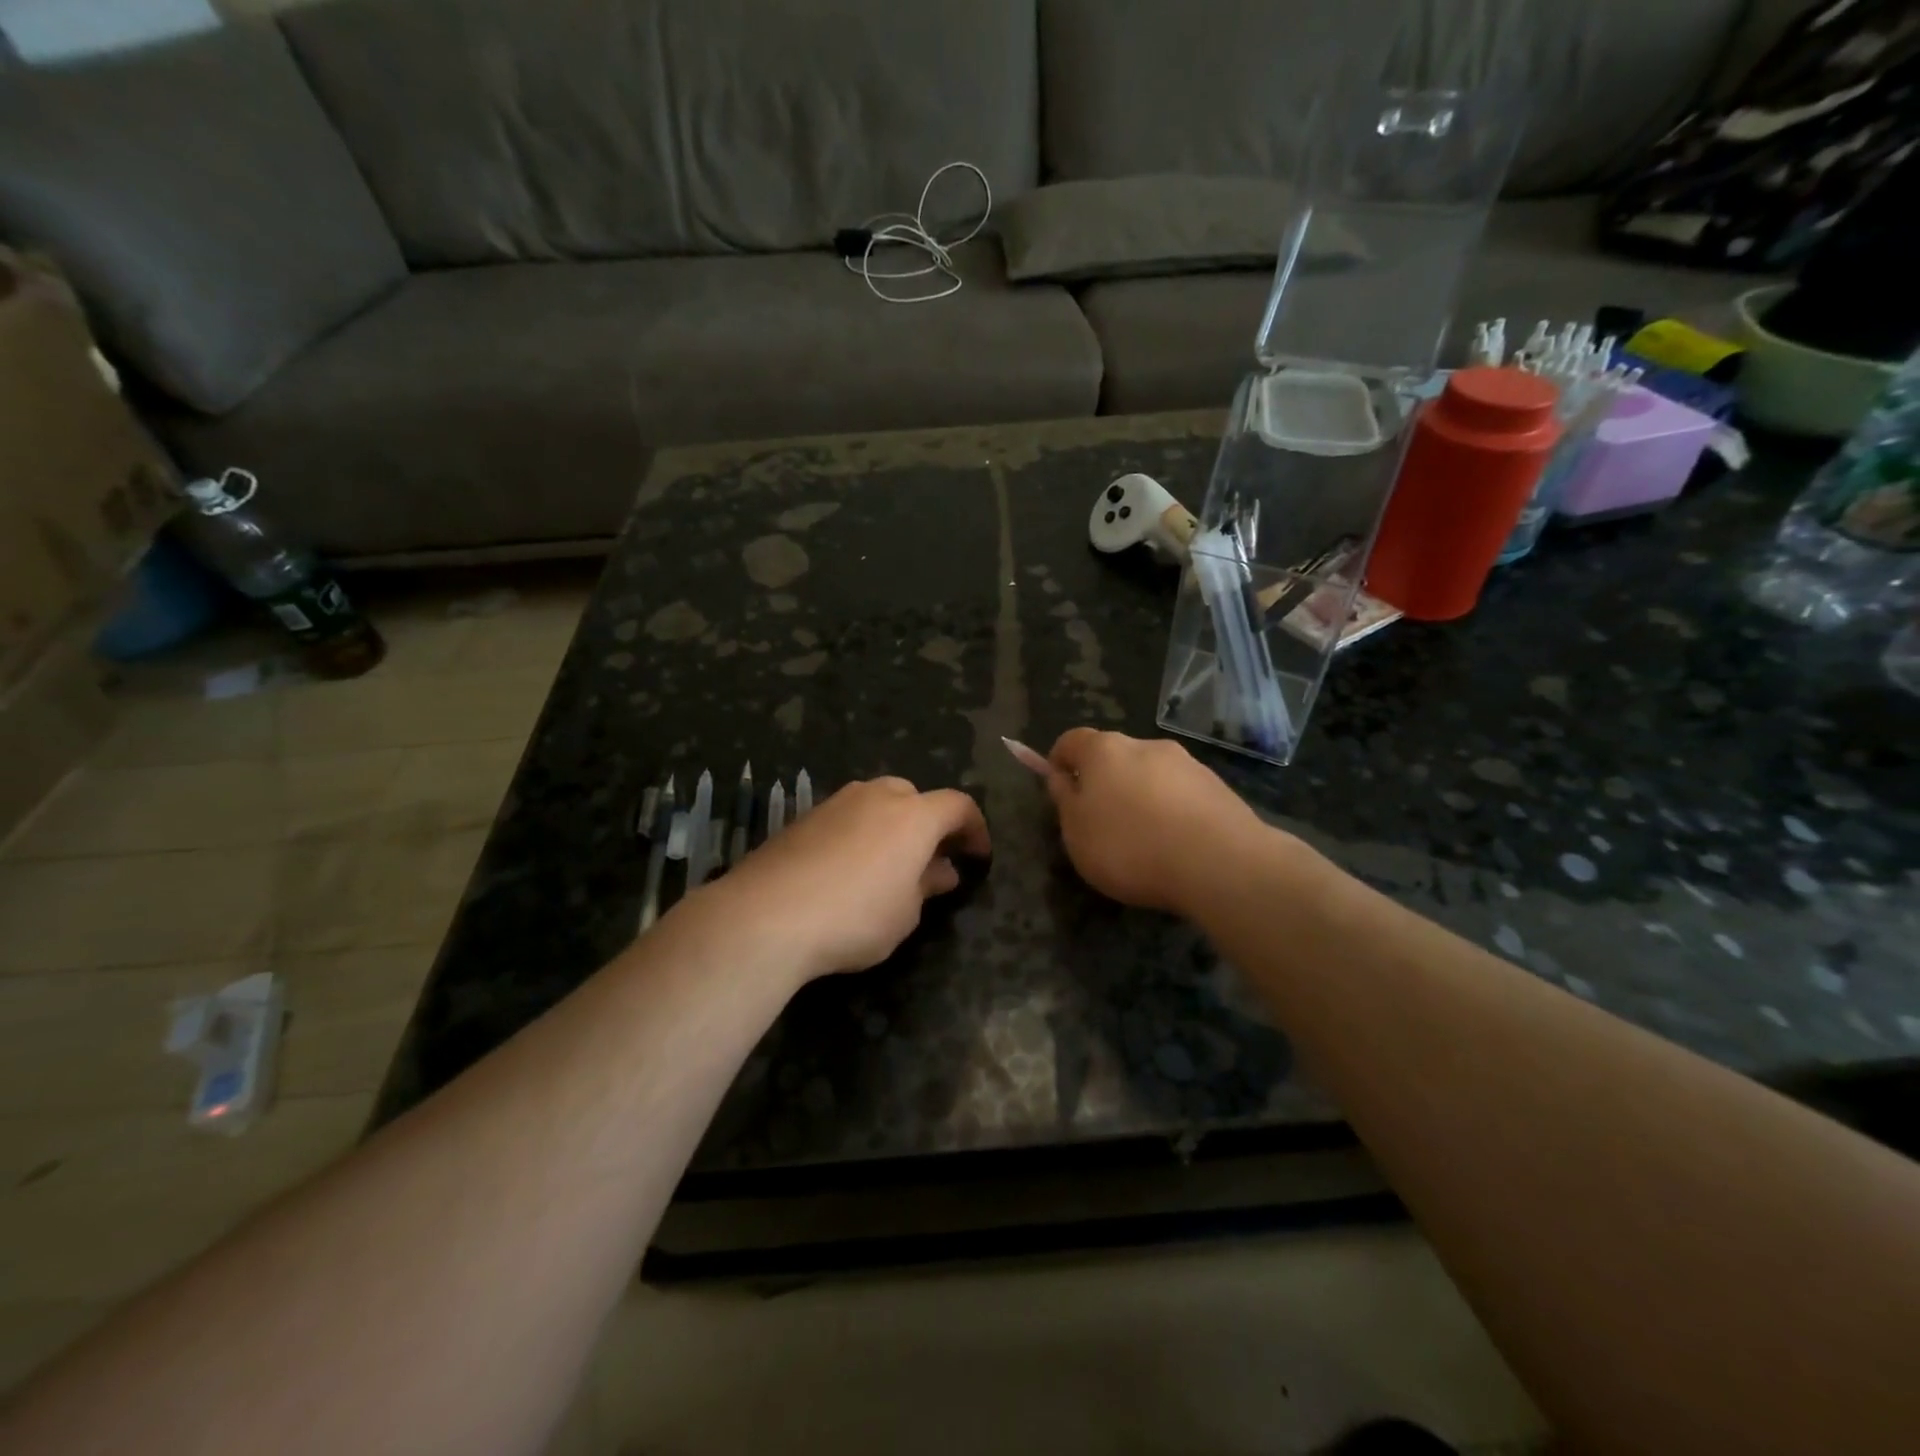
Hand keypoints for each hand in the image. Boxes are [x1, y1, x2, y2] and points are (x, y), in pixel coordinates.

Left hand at [698, 777, 990, 982]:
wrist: (767, 915)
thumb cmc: (855, 916)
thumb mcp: (905, 913)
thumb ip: (927, 886)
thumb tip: (942, 871)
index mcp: (914, 815)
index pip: (958, 806)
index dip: (975, 829)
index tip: (978, 856)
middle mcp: (876, 796)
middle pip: (914, 797)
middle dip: (928, 824)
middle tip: (930, 860)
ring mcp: (836, 802)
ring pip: (876, 803)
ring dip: (891, 827)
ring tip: (888, 866)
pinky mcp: (803, 818)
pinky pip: (845, 817)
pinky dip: (858, 834)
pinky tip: (847, 869)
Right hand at [1047, 729, 1267, 914]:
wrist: (1219, 863)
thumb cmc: (1129, 846)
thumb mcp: (1076, 832)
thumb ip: (1064, 800)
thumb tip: (1061, 776)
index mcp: (1104, 750)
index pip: (1071, 740)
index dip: (1059, 761)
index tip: (1059, 789)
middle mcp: (1145, 745)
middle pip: (1114, 757)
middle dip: (1103, 782)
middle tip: (1100, 822)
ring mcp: (1186, 763)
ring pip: (1150, 774)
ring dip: (1140, 796)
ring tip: (1143, 840)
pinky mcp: (1217, 787)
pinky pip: (1181, 794)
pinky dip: (1171, 811)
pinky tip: (1175, 845)